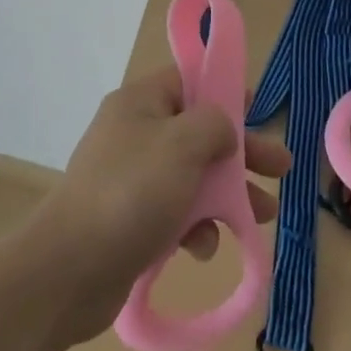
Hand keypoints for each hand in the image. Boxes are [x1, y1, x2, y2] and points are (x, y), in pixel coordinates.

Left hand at [34, 66, 289, 343]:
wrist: (69, 269)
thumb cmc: (131, 194)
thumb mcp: (182, 146)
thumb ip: (213, 125)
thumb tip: (222, 126)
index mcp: (141, 102)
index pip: (188, 80)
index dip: (224, 91)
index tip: (258, 109)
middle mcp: (134, 132)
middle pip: (197, 131)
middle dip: (240, 151)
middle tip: (281, 169)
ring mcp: (130, 177)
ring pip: (191, 175)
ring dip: (226, 194)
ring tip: (261, 215)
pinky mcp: (129, 219)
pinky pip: (172, 212)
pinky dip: (193, 226)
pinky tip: (202, 248)